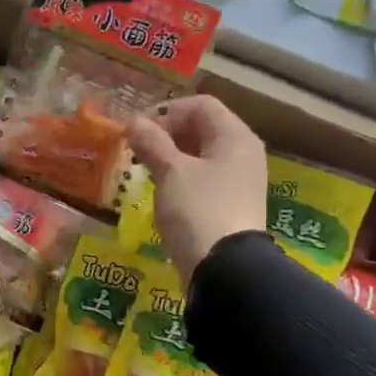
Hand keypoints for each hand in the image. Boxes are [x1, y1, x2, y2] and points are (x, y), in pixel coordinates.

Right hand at [127, 96, 266, 283]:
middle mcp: (242, 154)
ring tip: (145, 171)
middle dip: (166, 135)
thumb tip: (133, 122)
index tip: (138, 131)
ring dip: (171, 158)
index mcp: (235, 137)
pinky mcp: (229, 206)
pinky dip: (181, 180)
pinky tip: (162, 193)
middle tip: (137, 150)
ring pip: (200, 156)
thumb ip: (152, 142)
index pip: (201, 105)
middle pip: (202, 129)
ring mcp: (238, 182)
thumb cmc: (198, 210)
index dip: (167, 111)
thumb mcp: (171, 172)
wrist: (225, 269)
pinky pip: (203, 181)